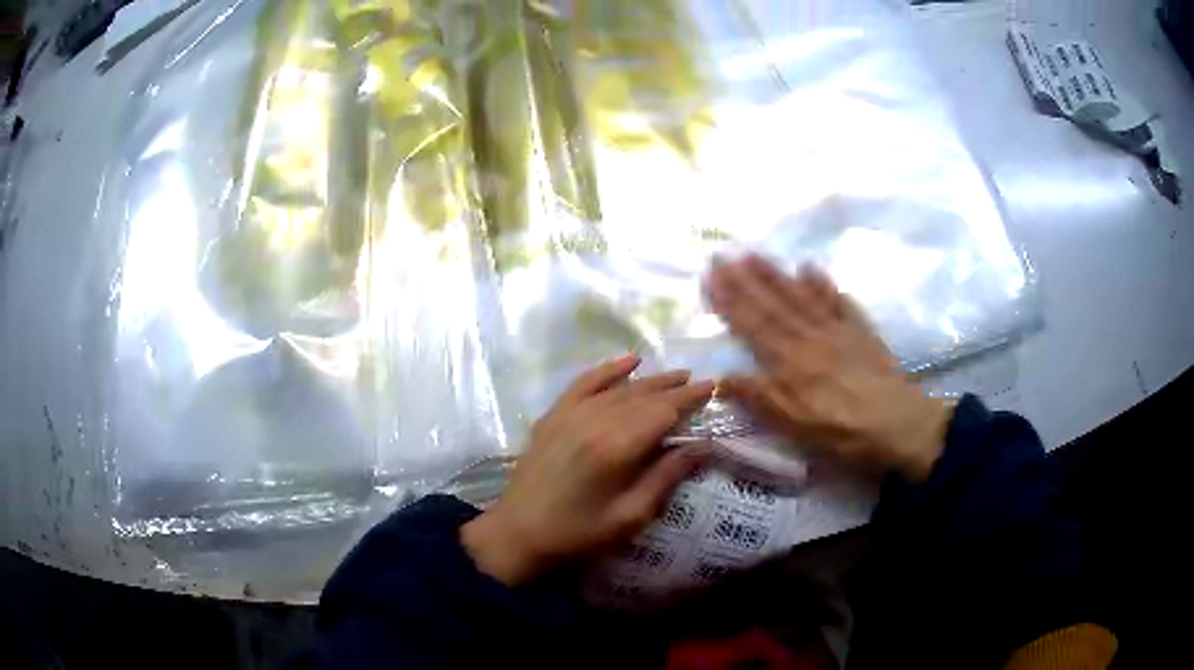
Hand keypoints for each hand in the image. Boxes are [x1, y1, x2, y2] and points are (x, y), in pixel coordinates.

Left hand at [461, 356, 714, 584]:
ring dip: (650, 380)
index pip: (663, 412)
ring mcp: (570, 414)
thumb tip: (701, 447)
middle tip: (700, 383)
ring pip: (619, 388)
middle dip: (674, 388)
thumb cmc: (578, 534)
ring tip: (675, 375)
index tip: (712, 388)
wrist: (517, 534)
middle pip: (643, 397)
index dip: (689, 400)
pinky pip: (584, 383)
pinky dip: (608, 369)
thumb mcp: (630, 517)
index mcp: (616, 449)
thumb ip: (665, 478)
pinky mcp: (553, 415)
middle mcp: (594, 421)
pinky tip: (628, 361)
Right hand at [704, 255, 953, 480]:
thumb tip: (721, 378)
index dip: (730, 300)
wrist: (899, 425)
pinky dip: (823, 283)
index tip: (710, 275)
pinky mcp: (861, 332)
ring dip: (776, 274)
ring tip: (755, 253)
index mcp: (791, 362)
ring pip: (801, 296)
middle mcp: (810, 337)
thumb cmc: (843, 432)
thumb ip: (760, 398)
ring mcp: (838, 331)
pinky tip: (810, 267)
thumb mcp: (796, 426)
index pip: (753, 325)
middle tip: (723, 253)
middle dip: (745, 279)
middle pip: (773, 304)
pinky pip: (838, 302)